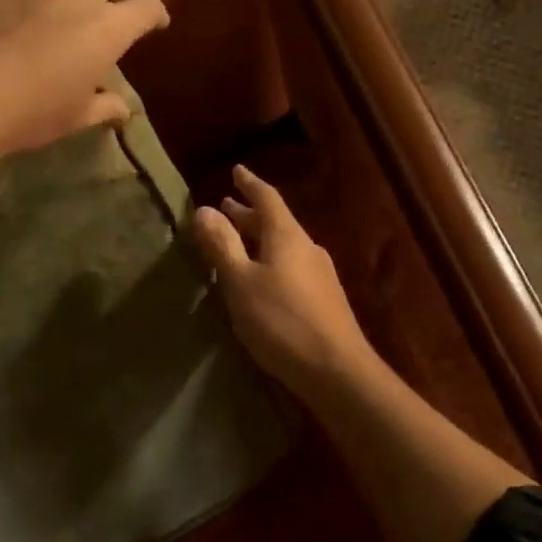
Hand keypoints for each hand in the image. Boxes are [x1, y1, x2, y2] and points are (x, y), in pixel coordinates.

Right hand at [192, 166, 379, 396]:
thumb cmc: (282, 321)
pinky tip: (260, 279)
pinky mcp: (323, 299)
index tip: (236, 170)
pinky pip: (290, 266)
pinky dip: (269, 260)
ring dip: (258, 238)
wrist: (337, 370)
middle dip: (248, 214)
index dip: (249, 183)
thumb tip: (204, 209)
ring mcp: (319, 274)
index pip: (267, 198)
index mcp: (287, 236)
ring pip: (283, 245)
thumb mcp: (241, 283)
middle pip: (275, 222)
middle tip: (226, 206)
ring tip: (238, 240)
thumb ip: (222, 246)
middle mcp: (306, 248)